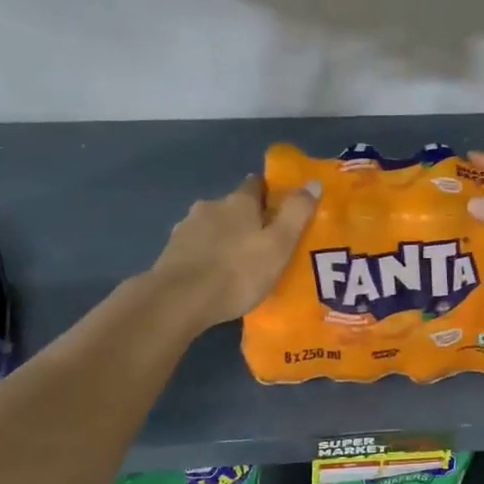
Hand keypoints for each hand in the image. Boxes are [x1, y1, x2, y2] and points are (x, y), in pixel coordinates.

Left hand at [149, 175, 318, 329]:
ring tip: (238, 264)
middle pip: (233, 207)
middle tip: (263, 244)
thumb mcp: (279, 245)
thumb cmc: (238, 272)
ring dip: (224, 238)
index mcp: (238, 201)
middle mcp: (210, 206)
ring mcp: (186, 228)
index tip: (280, 210)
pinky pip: (196, 248)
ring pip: (212, 227)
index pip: (256, 184)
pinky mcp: (170, 252)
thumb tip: (314, 182)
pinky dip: (206, 256)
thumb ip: (297, 213)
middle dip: (246, 220)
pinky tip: (213, 276)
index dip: (270, 194)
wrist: (178, 300)